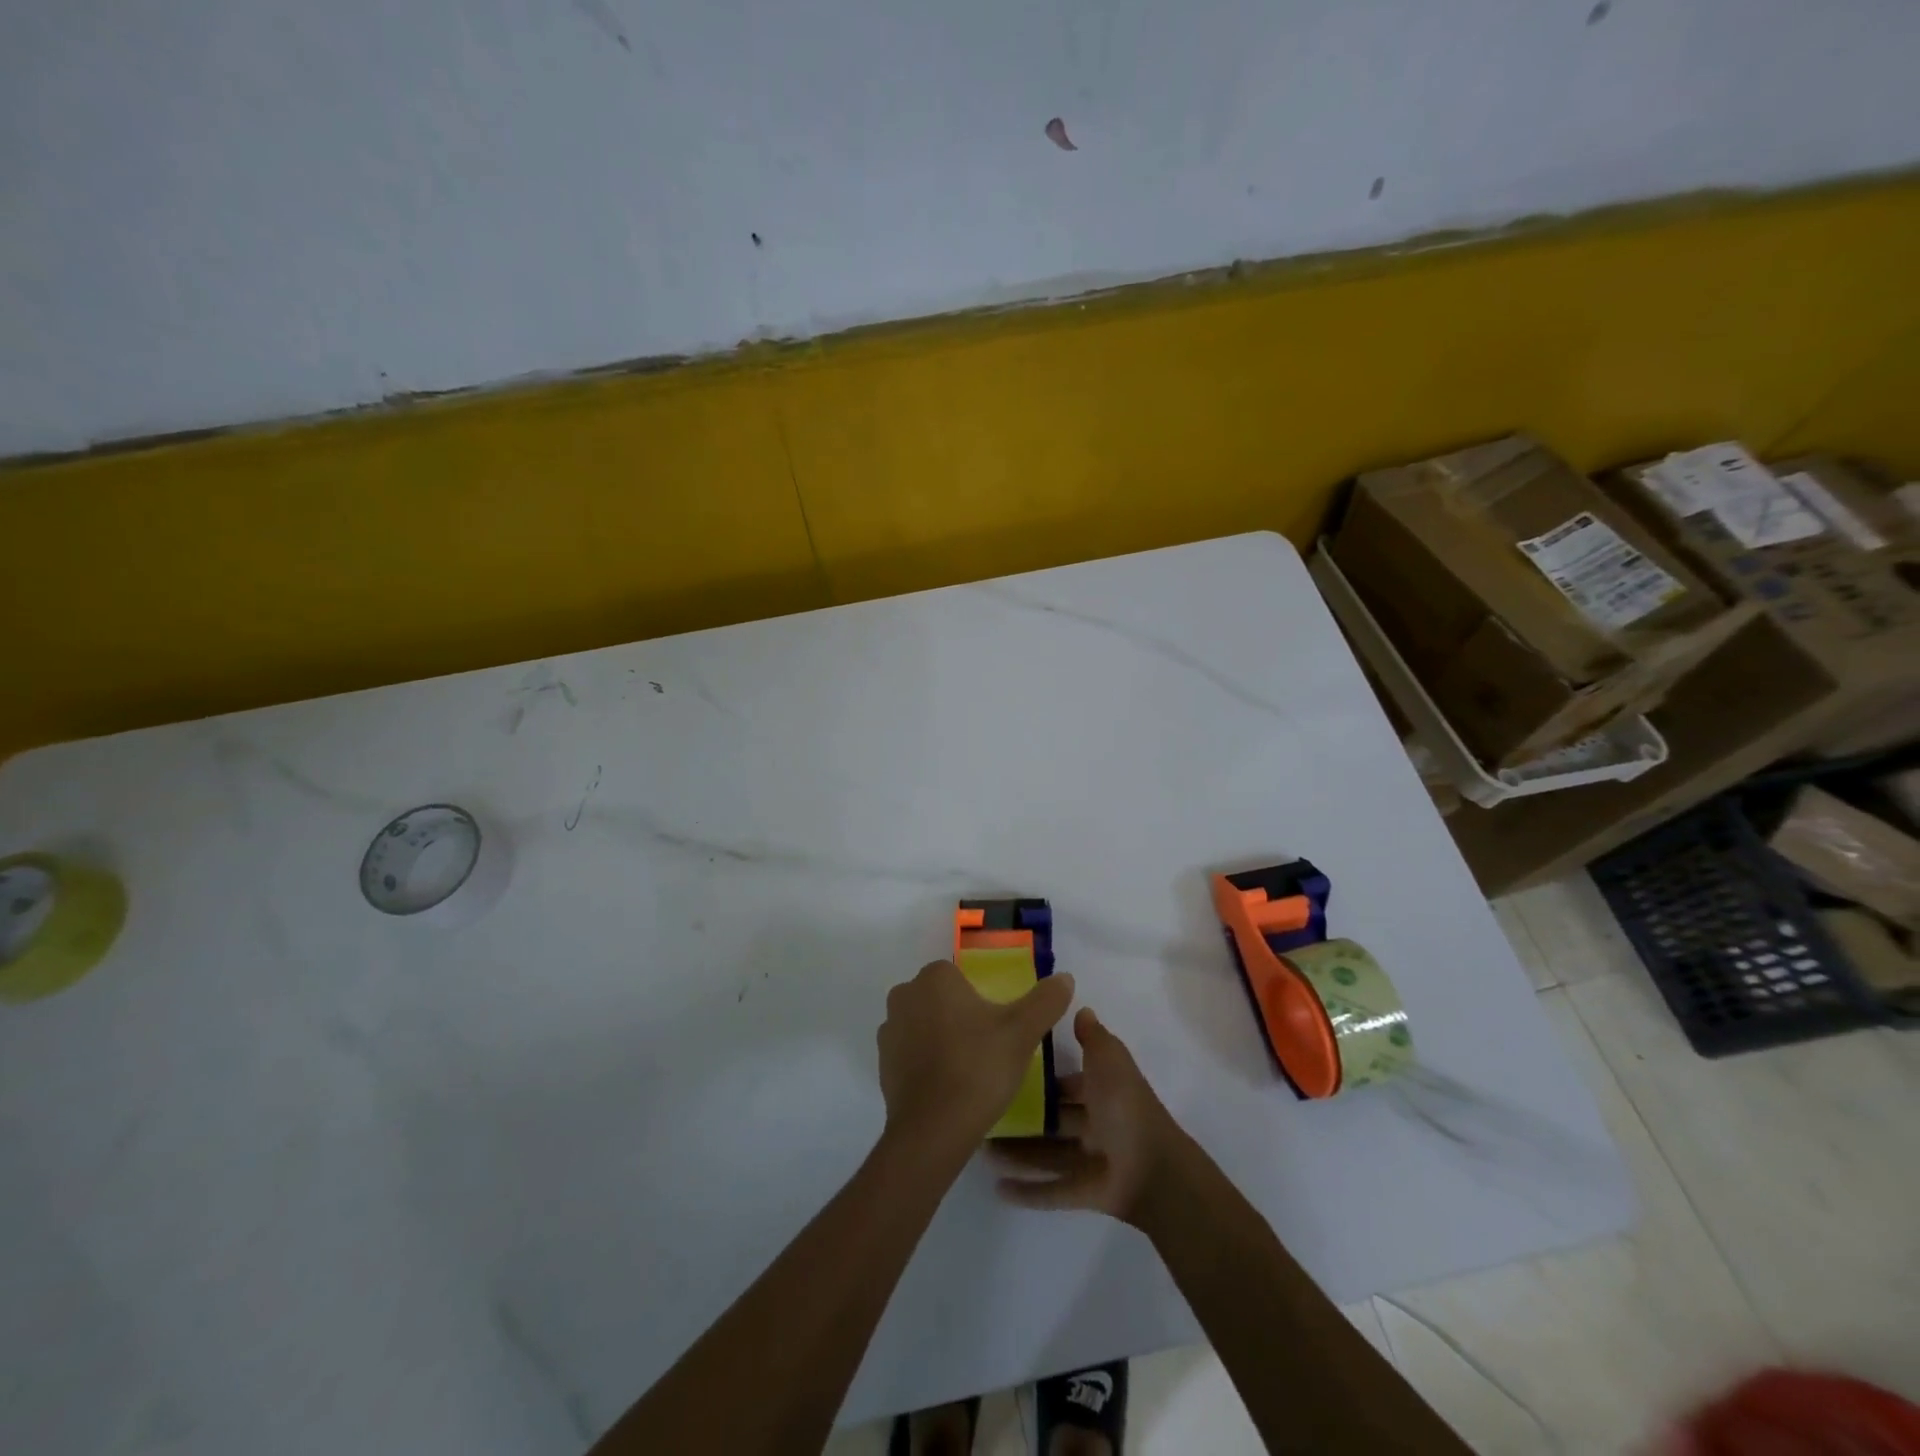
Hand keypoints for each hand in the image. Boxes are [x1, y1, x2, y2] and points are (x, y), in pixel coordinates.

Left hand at [877, 960, 1074, 1153]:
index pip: (960, 976)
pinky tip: (947, 1085)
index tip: (997, 1027)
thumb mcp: (1023, 1032)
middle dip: (960, 1016)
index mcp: (935, 977)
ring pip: (923, 1024)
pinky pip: (910, 1052)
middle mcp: (905, 994)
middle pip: (940, 998)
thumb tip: (1065, 977)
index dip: (980, 999)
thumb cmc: (979, 1068)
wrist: (933, 1129)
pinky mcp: (882, 1062)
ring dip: (941, 1038)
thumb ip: (1045, 1000)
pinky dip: (926, 1062)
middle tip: (987, 1048)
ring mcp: (888, 1029)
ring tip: (968, 1070)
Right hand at [992, 1006, 1189, 1227]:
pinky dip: (1027, 1191)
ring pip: (1046, 1155)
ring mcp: (1089, 1161)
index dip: (1042, 1079)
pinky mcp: (1083, 1193)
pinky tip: (997, 1187)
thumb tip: (1081, 1009)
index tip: (1006, 1071)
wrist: (1153, 1168)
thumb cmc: (1125, 1106)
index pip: (1068, 1084)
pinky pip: (1051, 1191)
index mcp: (1103, 1093)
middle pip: (1053, 1121)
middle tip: (985, 1112)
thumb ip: (1093, 1037)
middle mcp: (1095, 1124)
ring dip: (1016, 1153)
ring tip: (981, 1149)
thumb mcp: (1109, 1059)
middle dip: (1023, 1117)